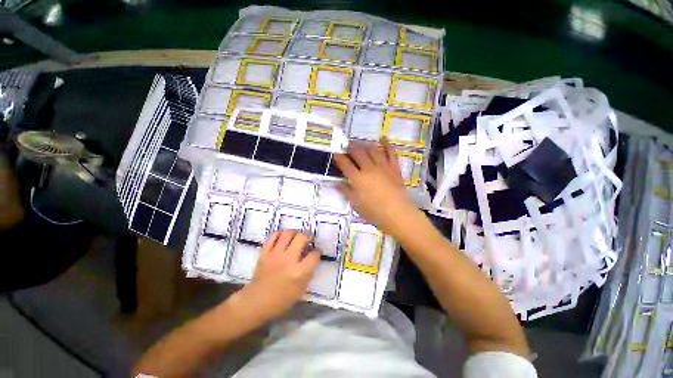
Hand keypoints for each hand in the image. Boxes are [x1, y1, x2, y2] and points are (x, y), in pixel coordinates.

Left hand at [239, 230, 319, 321]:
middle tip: (308, 240)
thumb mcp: (301, 290)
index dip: (318, 252)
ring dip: (295, 232)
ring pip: (287, 233)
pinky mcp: (265, 253)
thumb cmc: (281, 299)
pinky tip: (283, 237)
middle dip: (308, 236)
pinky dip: (280, 234)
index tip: (316, 252)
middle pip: (301, 238)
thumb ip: (309, 273)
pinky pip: (273, 236)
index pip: (314, 255)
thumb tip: (312, 259)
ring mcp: (275, 255)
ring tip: (296, 236)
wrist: (256, 301)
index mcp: (299, 272)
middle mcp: (288, 260)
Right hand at [333, 138, 419, 236]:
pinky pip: (390, 153)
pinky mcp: (394, 167)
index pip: (345, 164)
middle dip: (351, 147)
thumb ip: (345, 191)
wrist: (396, 213)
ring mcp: (382, 166)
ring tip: (361, 142)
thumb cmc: (373, 211)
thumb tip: (335, 183)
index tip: (336, 153)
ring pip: (372, 150)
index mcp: (357, 178)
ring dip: (365, 145)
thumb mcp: (355, 204)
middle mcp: (368, 168)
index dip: (339, 157)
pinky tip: (383, 138)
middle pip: (358, 153)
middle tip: (347, 144)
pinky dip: (387, 144)